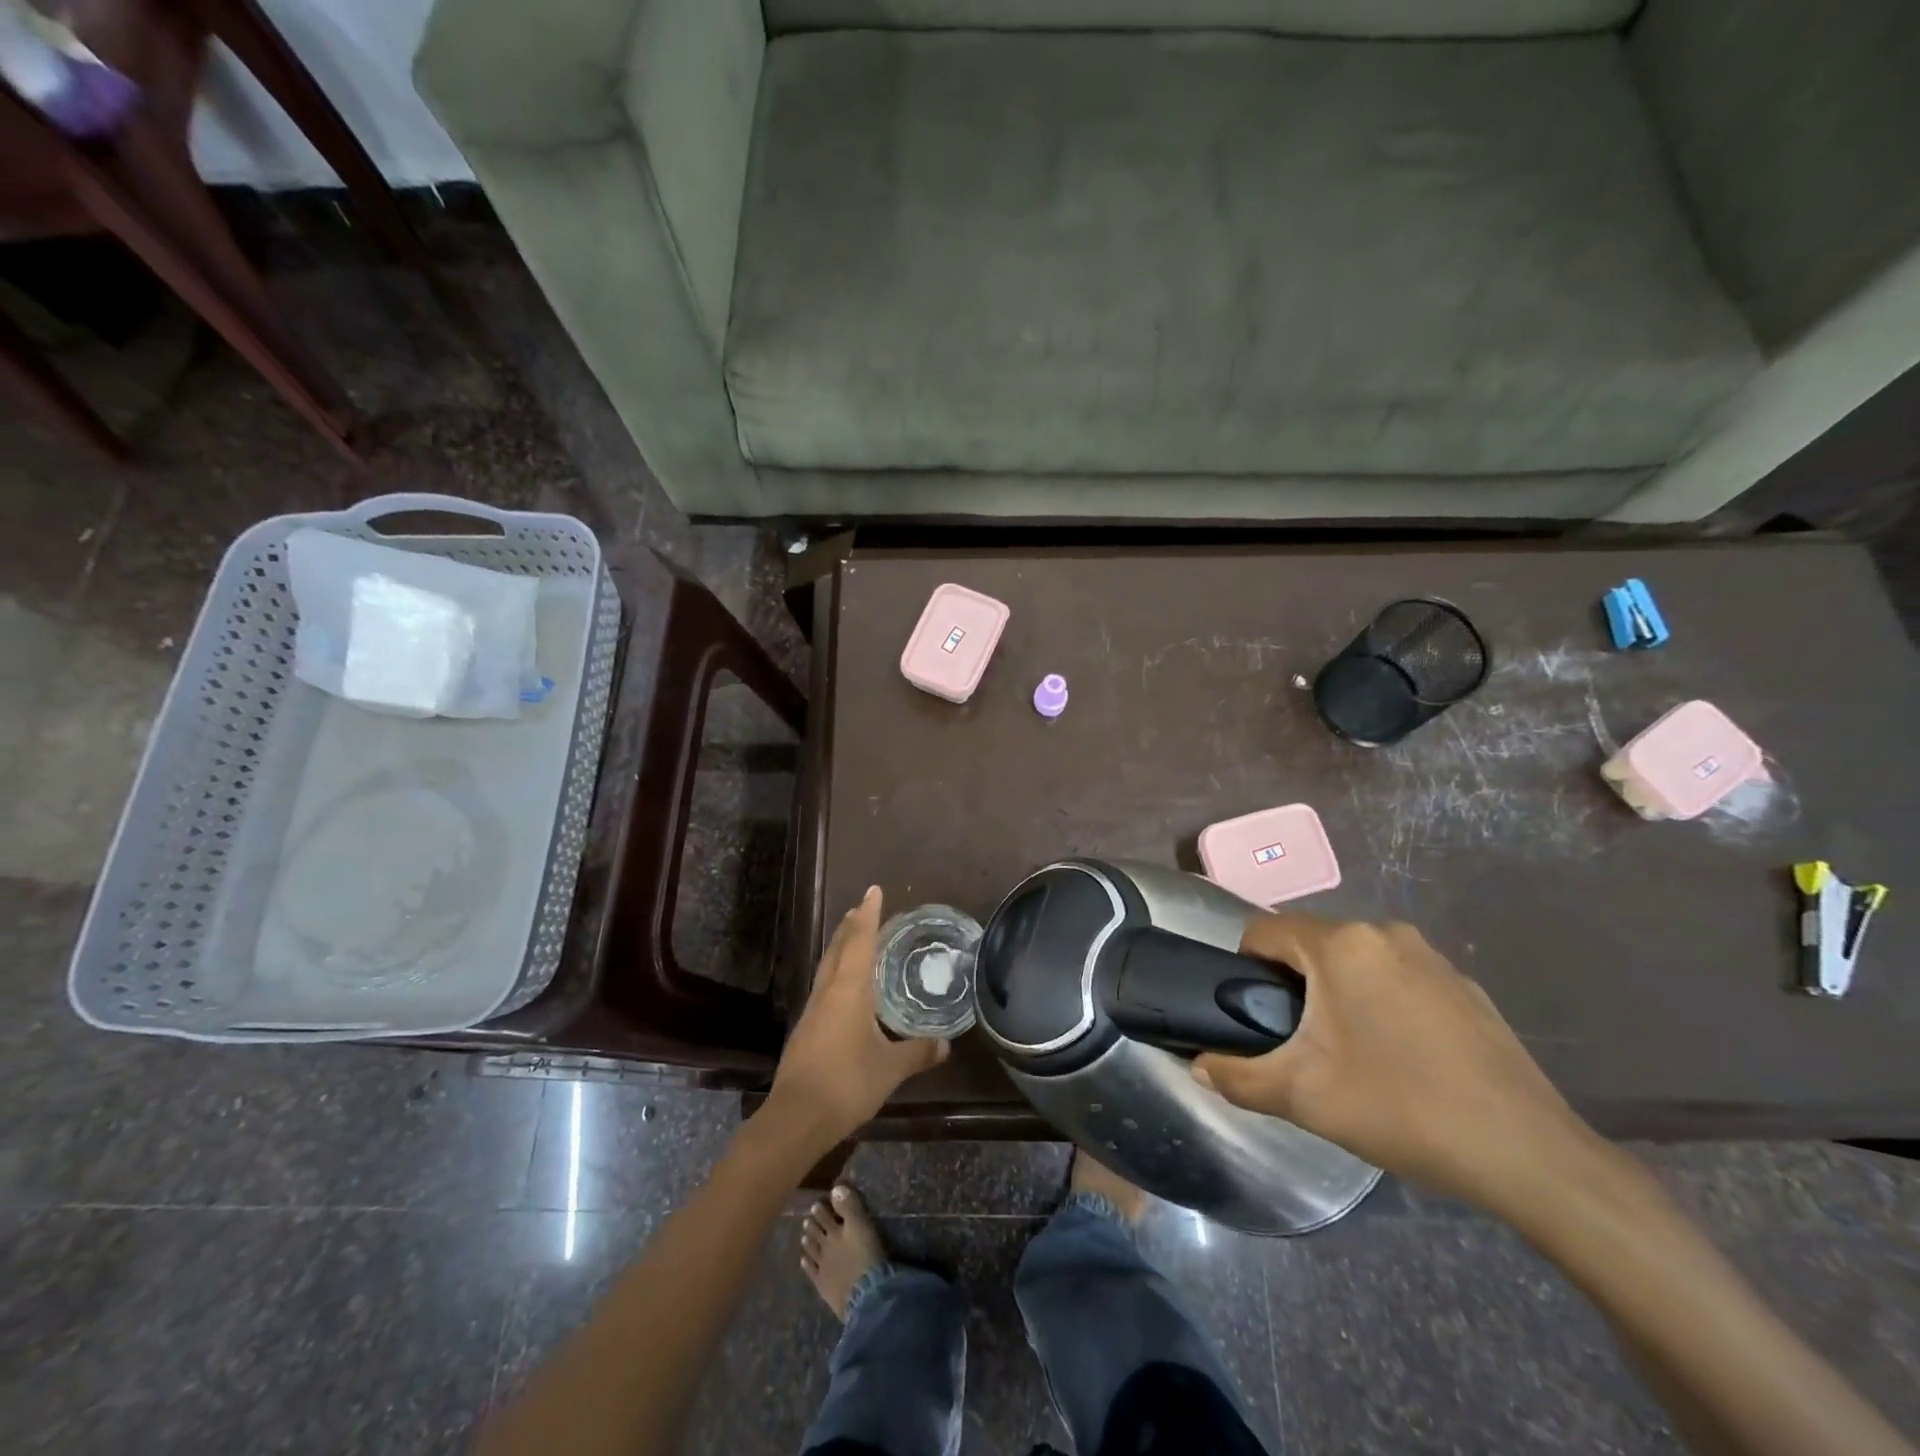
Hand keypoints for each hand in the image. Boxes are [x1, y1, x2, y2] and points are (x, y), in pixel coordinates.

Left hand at [768, 887, 948, 1142]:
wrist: (796, 1118)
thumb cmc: (846, 1083)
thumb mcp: (890, 1068)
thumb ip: (918, 1052)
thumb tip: (946, 1044)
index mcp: (848, 990)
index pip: (859, 941)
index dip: (868, 915)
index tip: (873, 890)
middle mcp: (828, 991)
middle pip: (838, 947)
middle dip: (851, 925)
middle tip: (863, 907)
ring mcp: (813, 1010)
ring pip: (828, 965)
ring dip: (841, 945)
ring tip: (854, 936)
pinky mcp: (807, 1028)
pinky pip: (825, 985)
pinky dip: (837, 970)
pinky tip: (846, 985)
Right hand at [1193, 914, 1598, 1214]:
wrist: (1530, 1156)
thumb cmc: (1401, 1108)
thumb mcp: (1302, 1097)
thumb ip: (1237, 1077)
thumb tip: (1199, 1066)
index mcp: (1340, 944)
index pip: (1264, 930)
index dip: (1243, 967)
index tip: (1253, 1015)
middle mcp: (1384, 933)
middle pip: (1310, 943)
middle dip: (1293, 984)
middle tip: (1299, 1043)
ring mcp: (1432, 957)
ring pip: (1356, 960)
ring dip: (1337, 993)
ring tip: (1349, 1054)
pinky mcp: (1465, 987)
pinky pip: (1398, 979)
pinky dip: (1382, 1003)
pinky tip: (1402, 1060)